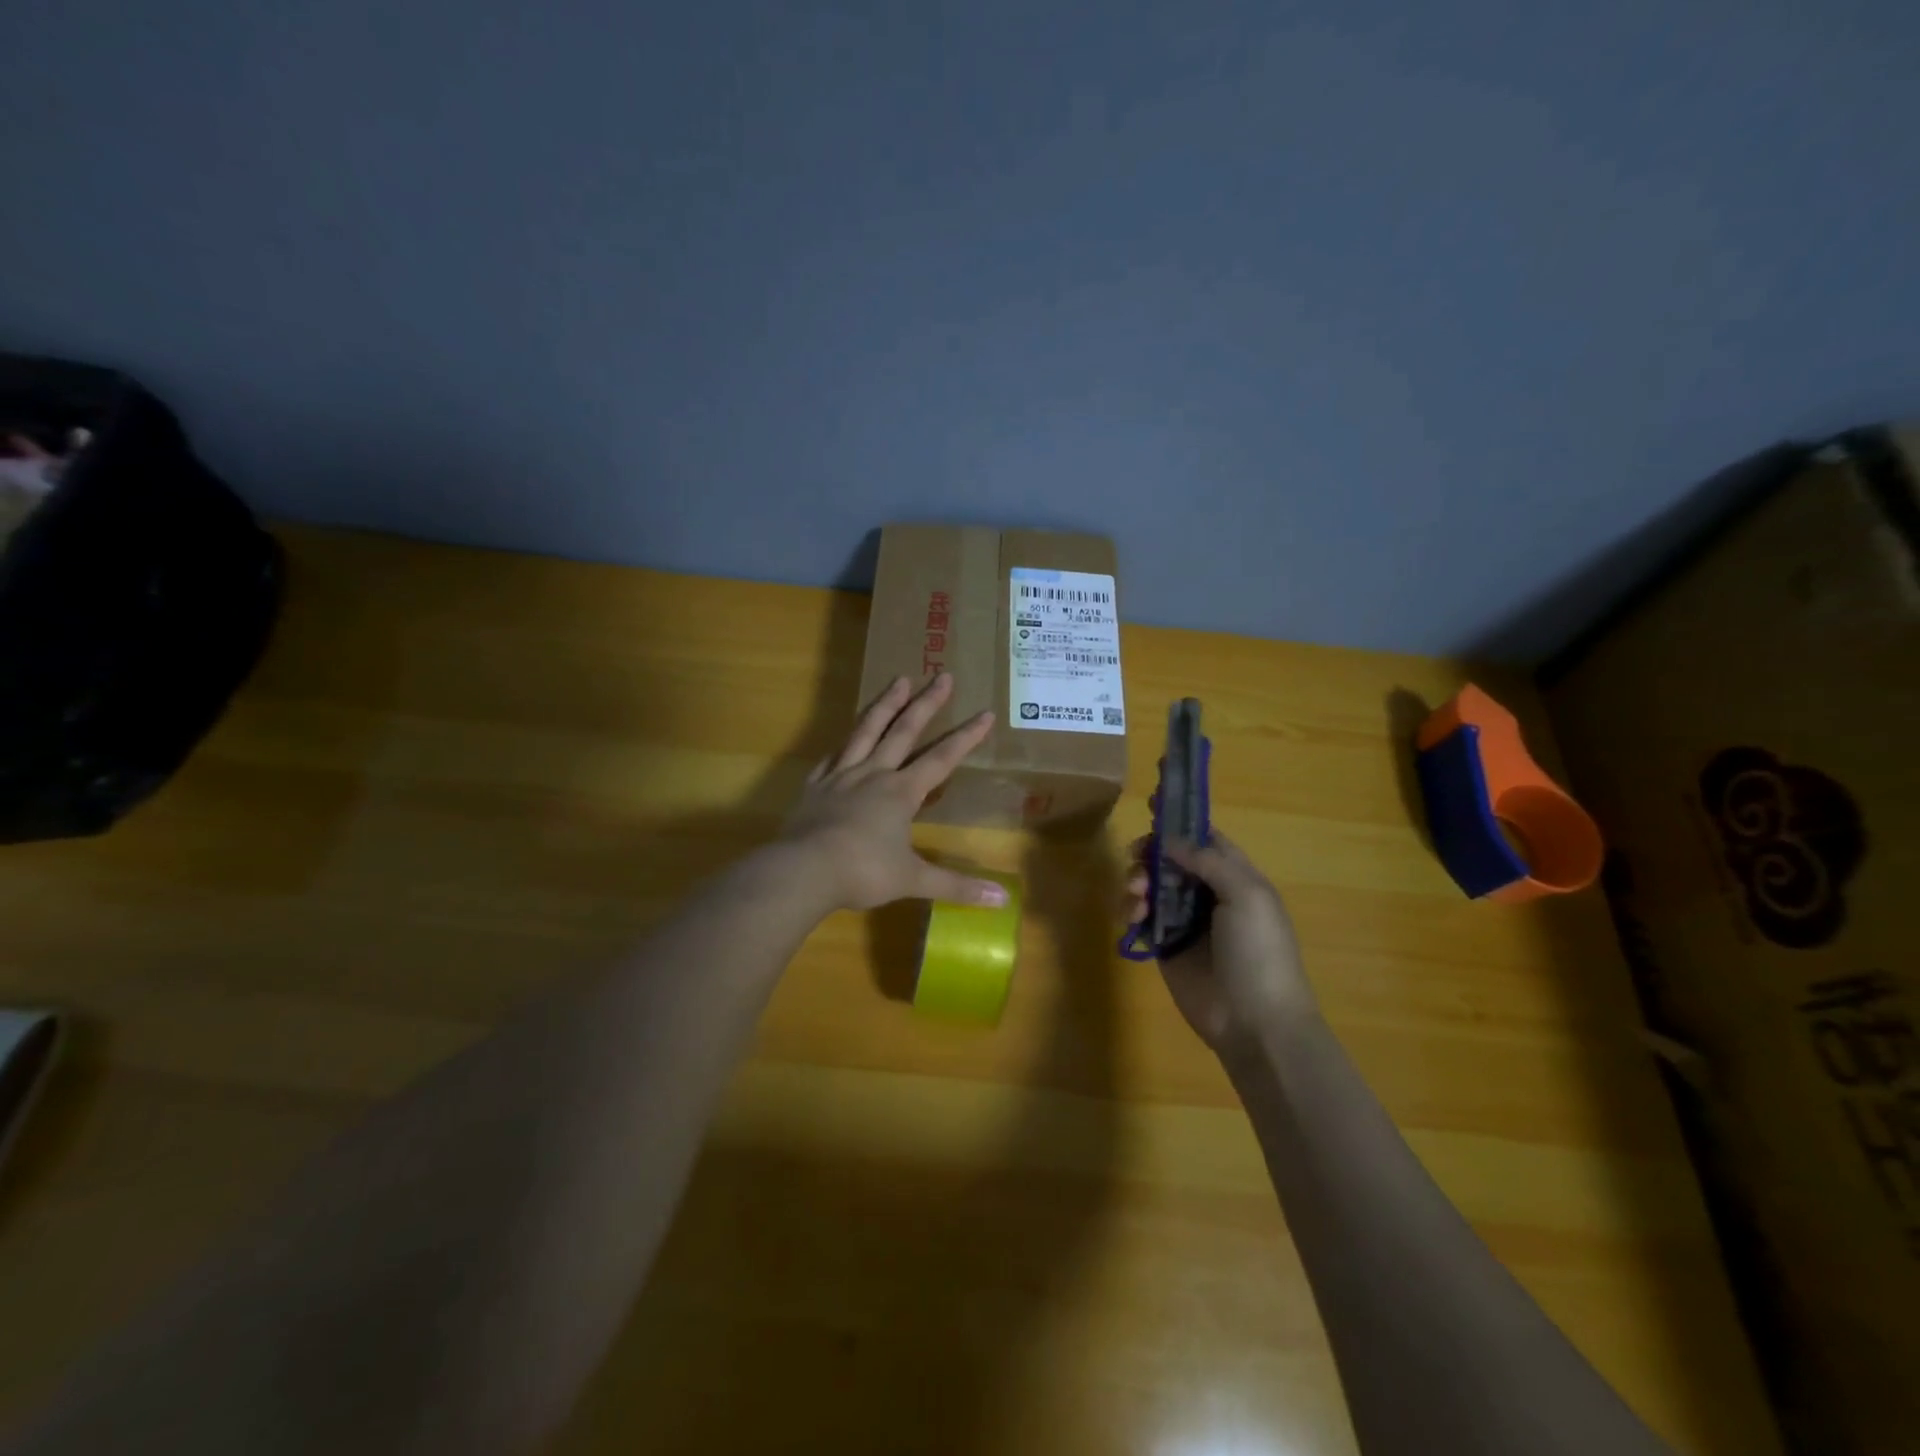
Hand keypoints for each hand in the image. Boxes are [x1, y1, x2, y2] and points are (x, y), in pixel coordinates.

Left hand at [782, 673, 1008, 911]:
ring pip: (867, 731)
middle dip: (927, 703)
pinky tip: (845, 740)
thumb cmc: (863, 873)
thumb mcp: (913, 880)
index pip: (942, 758)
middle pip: (904, 731)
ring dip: (885, 705)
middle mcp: (874, 774)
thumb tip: (1002, 901)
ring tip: (898, 680)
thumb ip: (957, 887)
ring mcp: (842, 776)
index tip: (985, 713)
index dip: (966, 737)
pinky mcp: (816, 785)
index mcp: (901, 793)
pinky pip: (833, 757)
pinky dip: (844, 744)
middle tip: (941, 675)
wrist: (803, 871)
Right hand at [1125, 832, 1315, 1054]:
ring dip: (1137, 881)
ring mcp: (1184, 919)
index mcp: (1235, 876)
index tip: (1152, 801)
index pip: (1204, 837)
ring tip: (1137, 898)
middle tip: (1138, 859)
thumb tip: (1170, 839)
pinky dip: (1130, 910)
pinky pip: (1140, 916)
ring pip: (1150, 884)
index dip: (1179, 819)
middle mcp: (1208, 892)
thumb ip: (1208, 860)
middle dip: (1150, 852)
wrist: (1255, 1021)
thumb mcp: (1246, 895)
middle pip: (1170, 857)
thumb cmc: (1259, 952)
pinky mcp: (1164, 945)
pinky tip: (1131, 917)